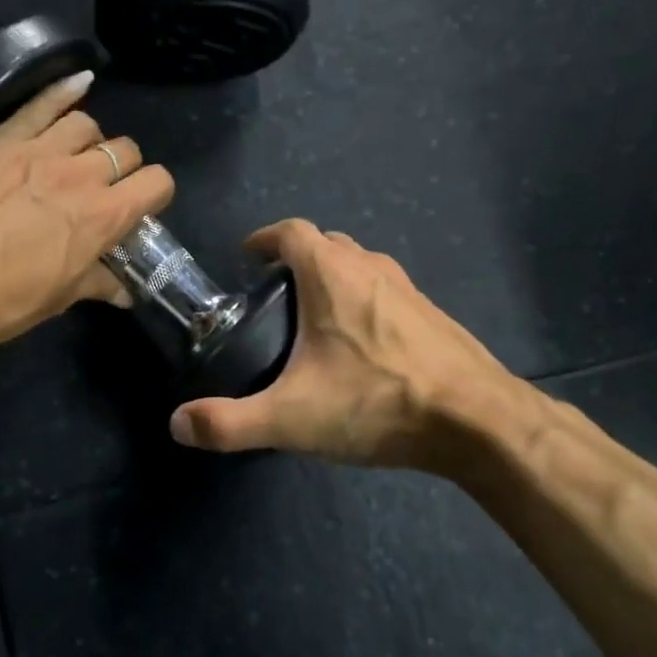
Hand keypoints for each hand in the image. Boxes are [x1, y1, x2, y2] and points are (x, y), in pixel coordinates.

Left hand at [0, 72, 173, 357]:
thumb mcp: (58, 299)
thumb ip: (98, 283)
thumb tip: (125, 291)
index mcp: (102, 217)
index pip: (156, 182)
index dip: (154, 193)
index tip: (140, 206)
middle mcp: (80, 175)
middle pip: (125, 150)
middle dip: (123, 168)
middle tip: (102, 188)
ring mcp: (38, 149)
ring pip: (86, 124)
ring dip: (89, 141)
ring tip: (74, 157)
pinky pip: (41, 103)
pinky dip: (64, 91)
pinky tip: (79, 83)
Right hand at [168, 219, 537, 471]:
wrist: (478, 422)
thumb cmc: (377, 403)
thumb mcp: (292, 418)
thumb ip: (230, 423)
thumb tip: (178, 424)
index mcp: (333, 274)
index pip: (291, 232)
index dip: (265, 238)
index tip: (247, 257)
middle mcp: (371, 268)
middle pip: (327, 243)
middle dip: (297, 257)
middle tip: (274, 292)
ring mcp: (409, 289)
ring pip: (361, 265)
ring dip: (334, 277)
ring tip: (314, 317)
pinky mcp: (433, 315)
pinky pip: (387, 292)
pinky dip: (365, 300)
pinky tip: (363, 345)